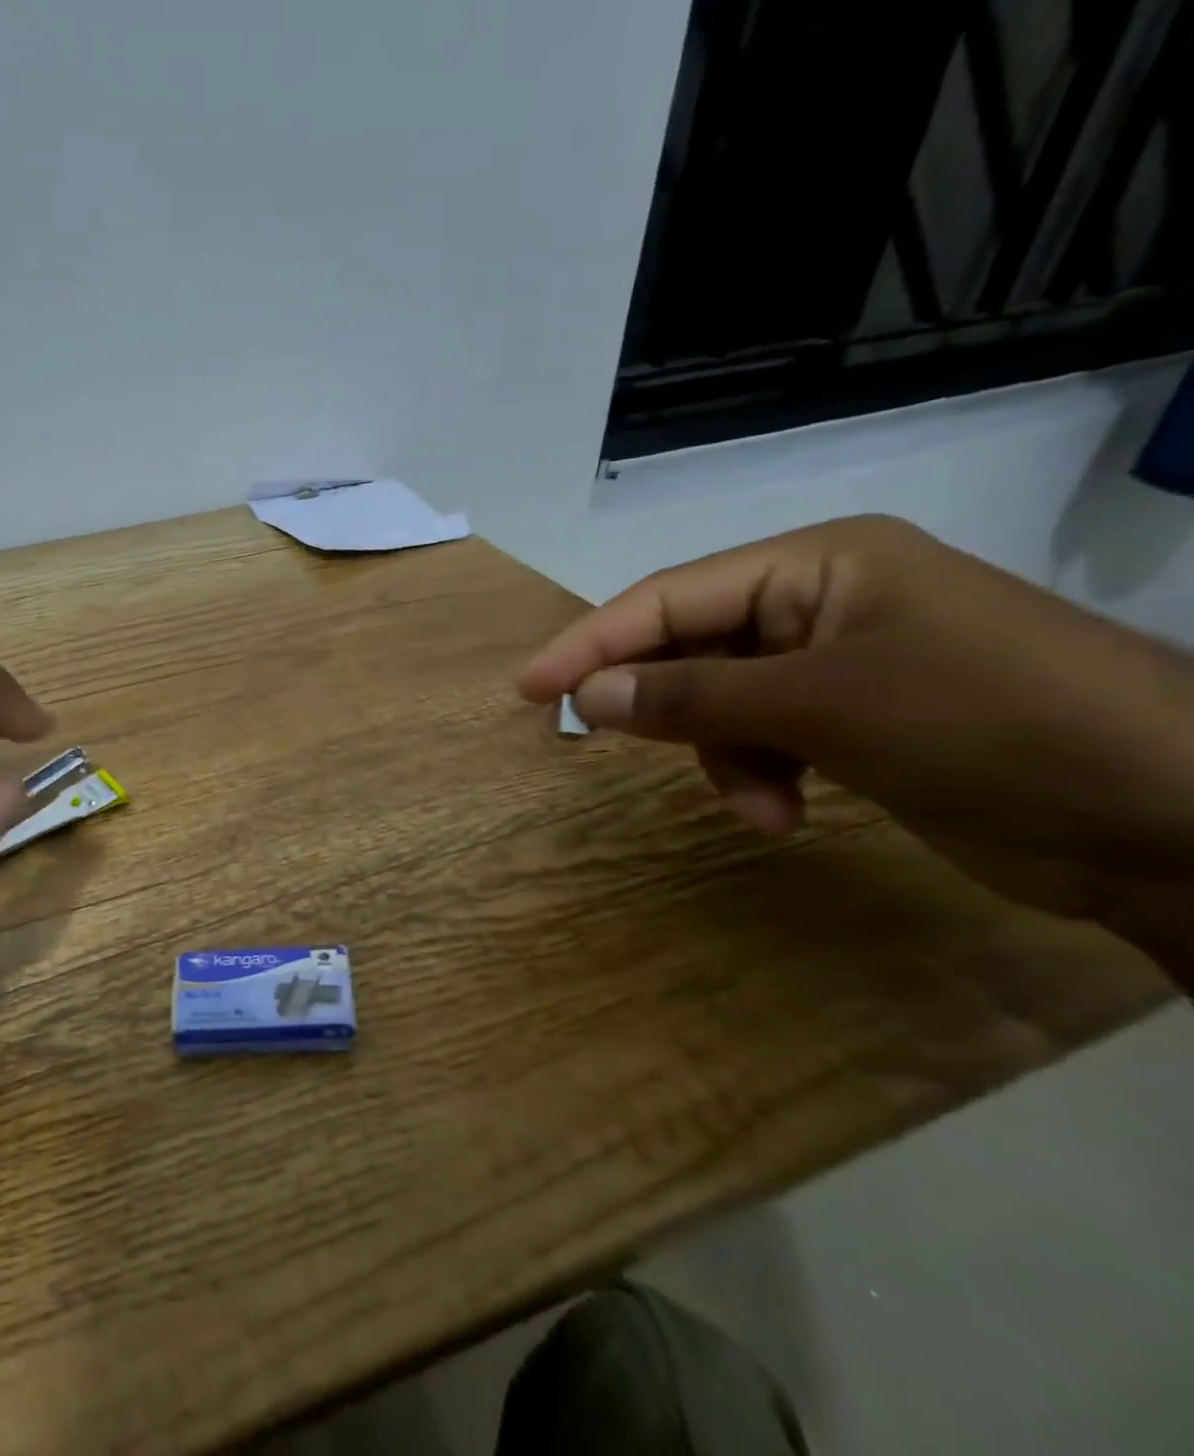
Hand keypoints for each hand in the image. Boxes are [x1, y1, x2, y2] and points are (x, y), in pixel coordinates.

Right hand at [519, 516, 1193, 950]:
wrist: (1173, 815)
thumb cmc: (989, 725)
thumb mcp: (821, 706)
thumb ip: (691, 697)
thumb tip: (586, 697)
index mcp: (816, 564)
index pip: (670, 597)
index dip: (592, 642)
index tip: (529, 689)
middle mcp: (819, 601)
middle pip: (691, 646)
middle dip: (665, 705)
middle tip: (605, 742)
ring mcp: (840, 661)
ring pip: (721, 700)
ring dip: (722, 755)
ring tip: (759, 803)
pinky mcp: (856, 717)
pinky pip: (764, 735)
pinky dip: (760, 773)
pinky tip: (786, 811)